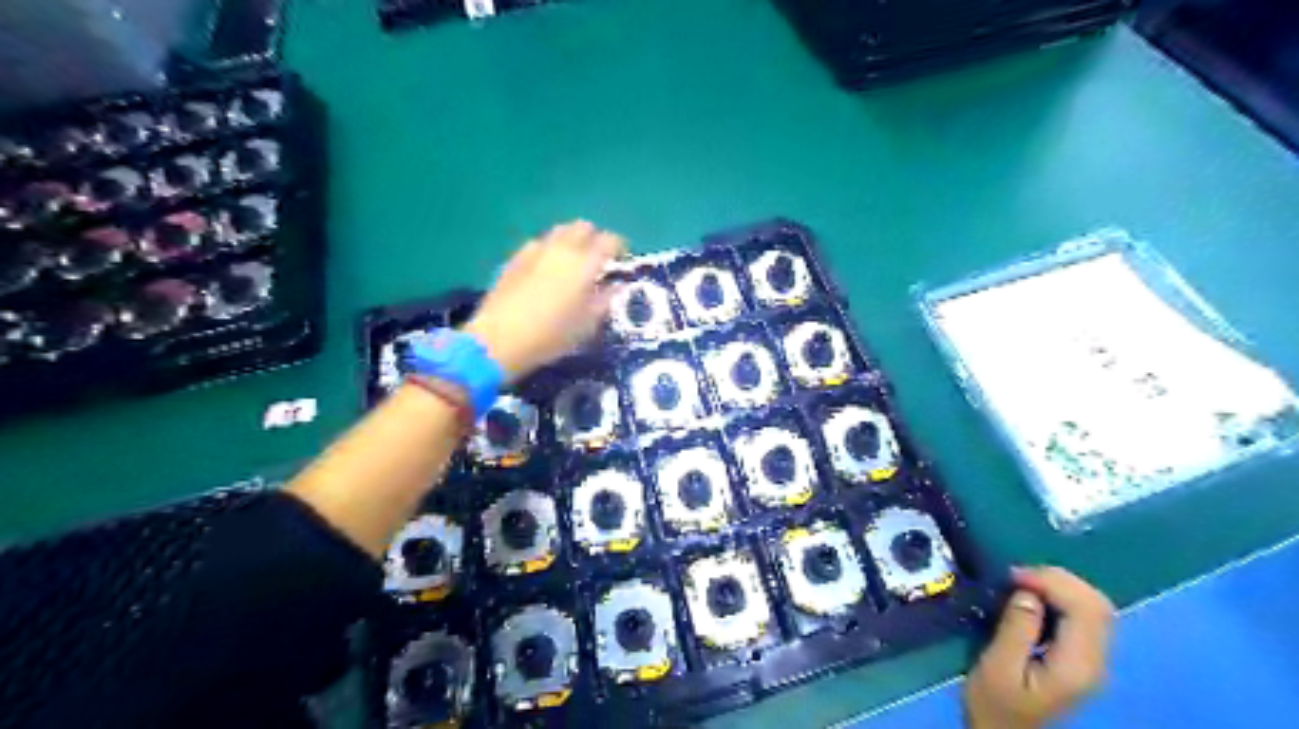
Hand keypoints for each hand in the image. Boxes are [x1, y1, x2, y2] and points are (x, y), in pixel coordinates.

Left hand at [465, 221, 625, 380]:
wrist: (499, 339)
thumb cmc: (551, 335)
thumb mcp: (587, 325)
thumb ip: (605, 301)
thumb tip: (616, 287)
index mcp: (585, 263)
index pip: (610, 240)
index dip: (619, 247)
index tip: (621, 259)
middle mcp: (562, 248)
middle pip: (583, 227)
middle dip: (594, 238)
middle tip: (597, 258)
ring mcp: (535, 250)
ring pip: (559, 231)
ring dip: (570, 241)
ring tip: (572, 262)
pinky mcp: (515, 258)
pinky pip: (539, 243)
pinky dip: (549, 250)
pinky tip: (546, 269)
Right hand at [962, 570, 1115, 728]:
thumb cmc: (995, 706)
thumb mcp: (997, 667)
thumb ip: (1016, 628)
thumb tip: (1027, 592)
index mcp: (1077, 665)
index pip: (1086, 608)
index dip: (1052, 581)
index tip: (1012, 576)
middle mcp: (1095, 662)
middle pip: (1097, 603)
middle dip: (1058, 579)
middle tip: (1016, 576)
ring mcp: (1092, 661)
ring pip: (1093, 607)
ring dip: (1059, 586)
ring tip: (1021, 584)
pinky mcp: (1081, 659)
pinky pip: (1082, 616)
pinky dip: (1059, 598)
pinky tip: (1032, 600)